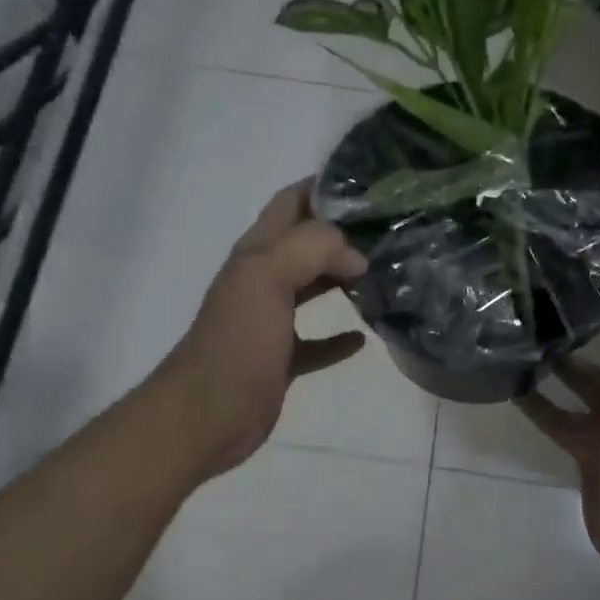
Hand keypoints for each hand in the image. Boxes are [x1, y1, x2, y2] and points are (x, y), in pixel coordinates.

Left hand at [151, 180, 369, 480]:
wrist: (208, 415)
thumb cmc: (237, 342)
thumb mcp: (268, 277)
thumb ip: (313, 249)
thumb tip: (357, 256)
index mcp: (257, 252)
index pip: (291, 203)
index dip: (325, 187)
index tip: (372, 185)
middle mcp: (263, 280)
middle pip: (306, 243)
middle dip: (344, 233)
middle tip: (392, 230)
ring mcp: (270, 321)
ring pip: (312, 288)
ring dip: (344, 279)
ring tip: (387, 274)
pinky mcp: (281, 359)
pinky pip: (316, 341)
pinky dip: (339, 337)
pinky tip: (364, 338)